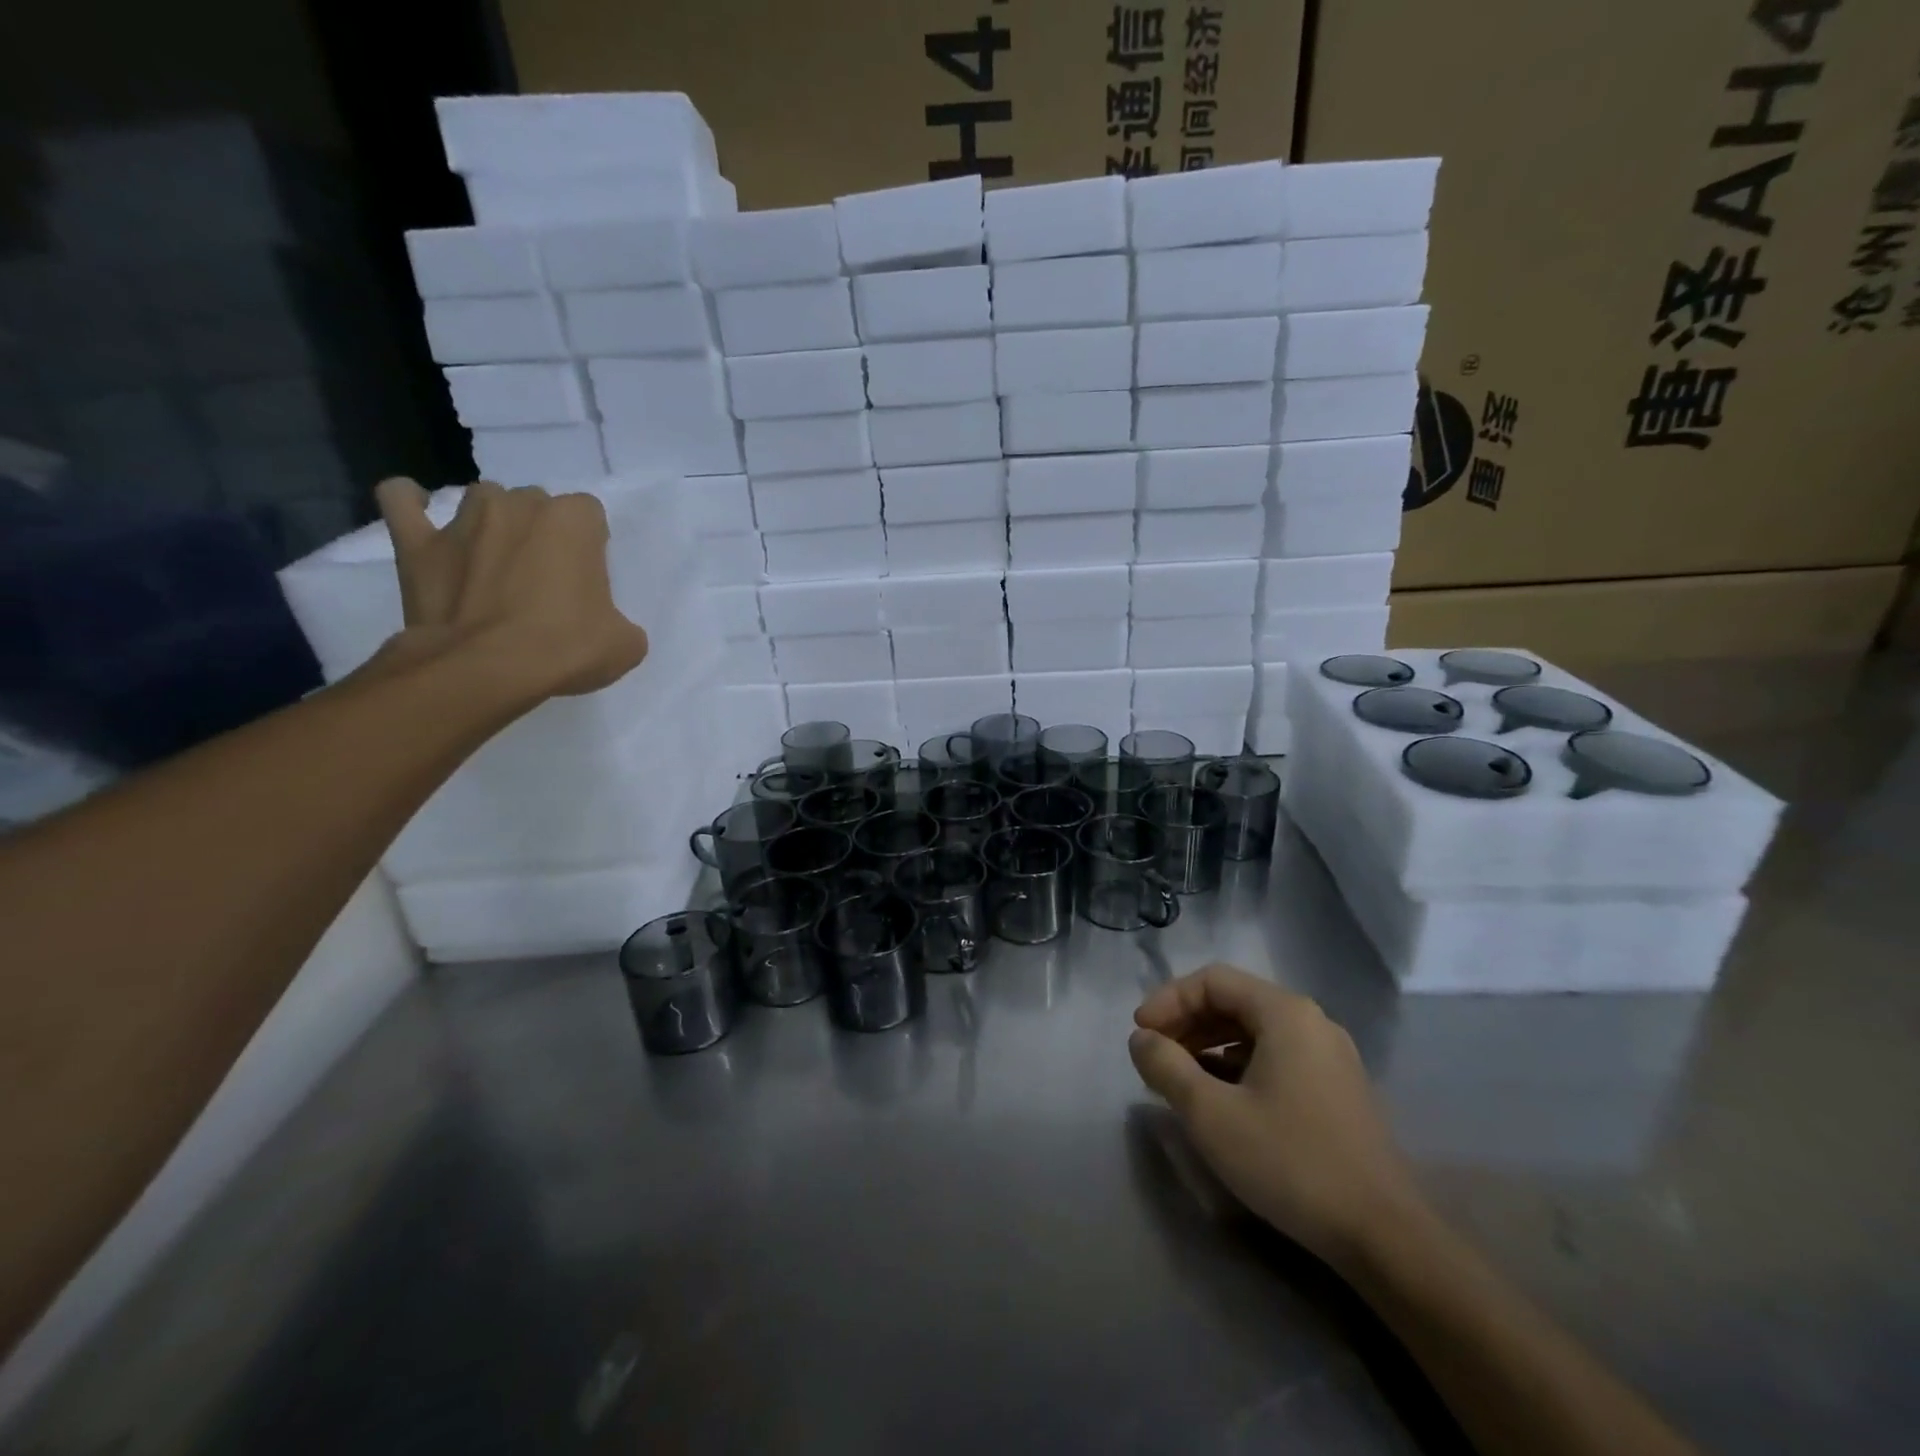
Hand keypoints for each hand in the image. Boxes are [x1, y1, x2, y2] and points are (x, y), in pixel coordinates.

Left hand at [375, 477, 648, 698]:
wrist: (486, 670)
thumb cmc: (565, 648)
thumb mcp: (624, 644)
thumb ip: (619, 621)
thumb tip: (606, 626)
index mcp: (573, 521)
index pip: (589, 514)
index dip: (589, 545)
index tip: (587, 577)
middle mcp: (519, 505)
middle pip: (535, 504)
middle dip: (541, 532)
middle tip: (544, 576)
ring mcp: (464, 520)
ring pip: (483, 500)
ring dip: (492, 522)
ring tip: (495, 558)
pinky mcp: (417, 543)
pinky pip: (400, 500)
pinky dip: (408, 502)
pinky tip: (418, 512)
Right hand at [1129, 964, 1421, 1267]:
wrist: (1385, 1236)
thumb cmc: (1290, 1162)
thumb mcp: (1211, 1114)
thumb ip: (1167, 1067)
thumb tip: (1141, 1039)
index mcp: (1285, 1012)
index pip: (1213, 980)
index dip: (1169, 1000)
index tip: (1140, 1034)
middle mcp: (1312, 1022)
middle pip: (1235, 1001)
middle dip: (1187, 1022)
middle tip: (1155, 1053)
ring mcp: (1330, 1057)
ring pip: (1255, 1031)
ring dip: (1210, 1045)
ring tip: (1180, 1077)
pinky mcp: (1338, 1090)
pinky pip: (1276, 1057)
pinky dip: (1238, 1065)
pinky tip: (1221, 1098)